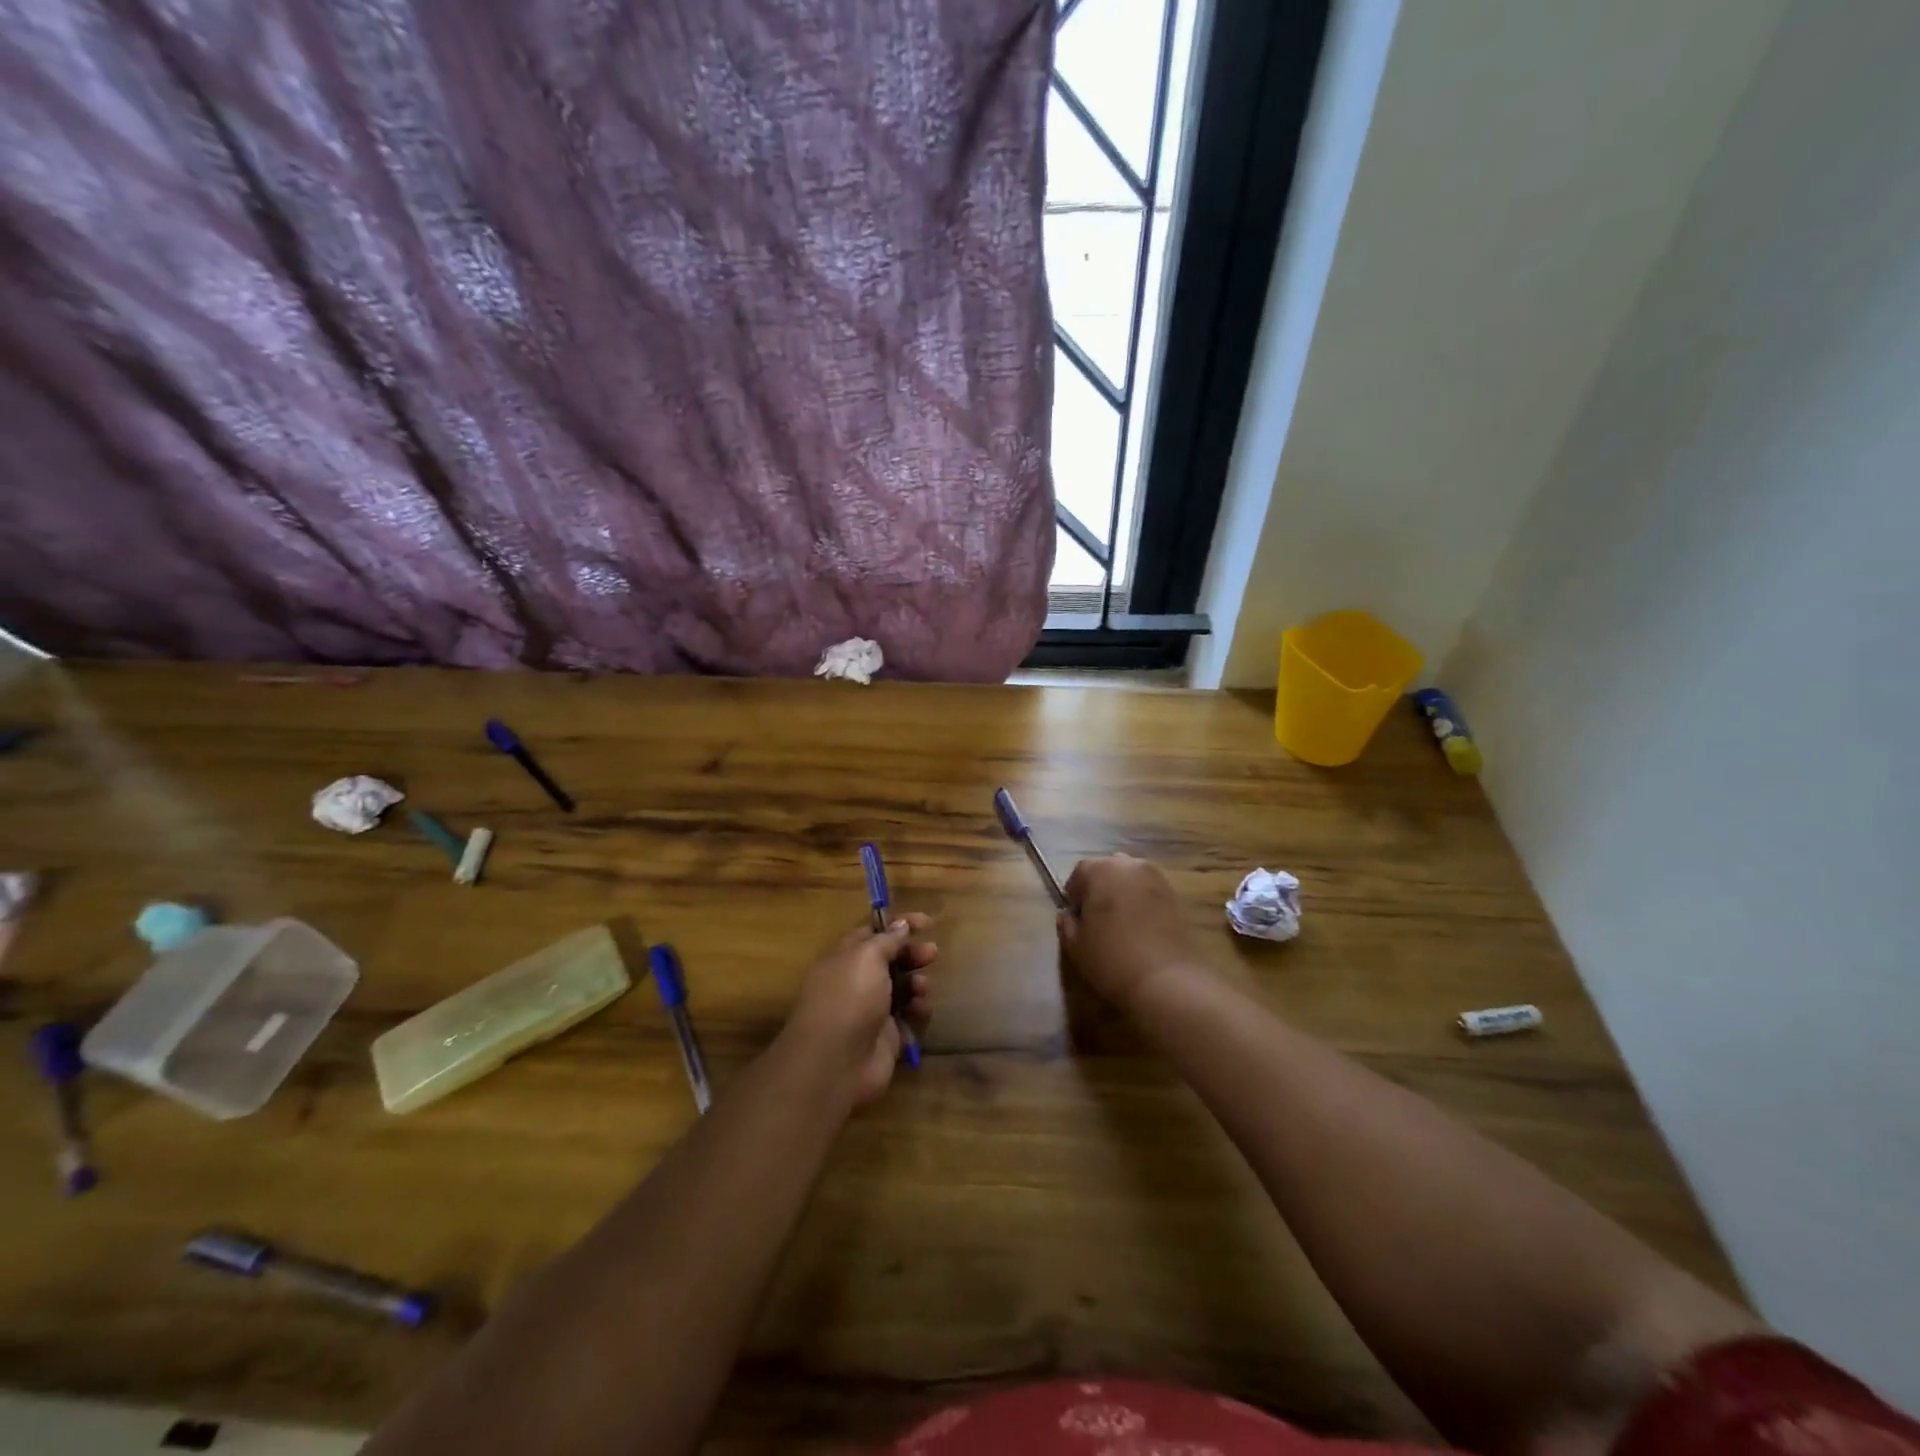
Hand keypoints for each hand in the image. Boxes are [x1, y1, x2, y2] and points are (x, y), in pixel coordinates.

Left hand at [786, 914, 934, 1107]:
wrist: (836, 1064)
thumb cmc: (849, 999)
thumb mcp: (866, 957)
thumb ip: (887, 939)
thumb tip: (901, 924)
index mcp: (846, 958)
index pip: (874, 932)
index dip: (899, 924)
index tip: (927, 922)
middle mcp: (858, 982)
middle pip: (891, 960)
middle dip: (912, 954)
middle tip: (932, 953)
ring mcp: (873, 1011)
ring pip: (903, 989)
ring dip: (917, 984)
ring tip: (921, 989)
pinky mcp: (887, 1038)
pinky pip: (910, 1018)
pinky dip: (918, 1012)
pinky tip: (920, 1011)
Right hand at [1058, 854, 1196, 1008]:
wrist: (1165, 980)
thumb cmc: (1111, 959)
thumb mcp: (1075, 945)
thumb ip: (1067, 923)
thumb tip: (1067, 914)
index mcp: (1100, 870)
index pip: (1080, 873)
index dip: (1074, 895)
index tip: (1074, 916)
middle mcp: (1129, 865)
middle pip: (1108, 870)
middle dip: (1099, 888)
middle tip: (1096, 918)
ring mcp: (1156, 878)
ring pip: (1131, 879)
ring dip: (1122, 893)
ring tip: (1120, 922)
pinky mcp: (1176, 896)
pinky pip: (1150, 892)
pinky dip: (1142, 903)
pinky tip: (1140, 927)